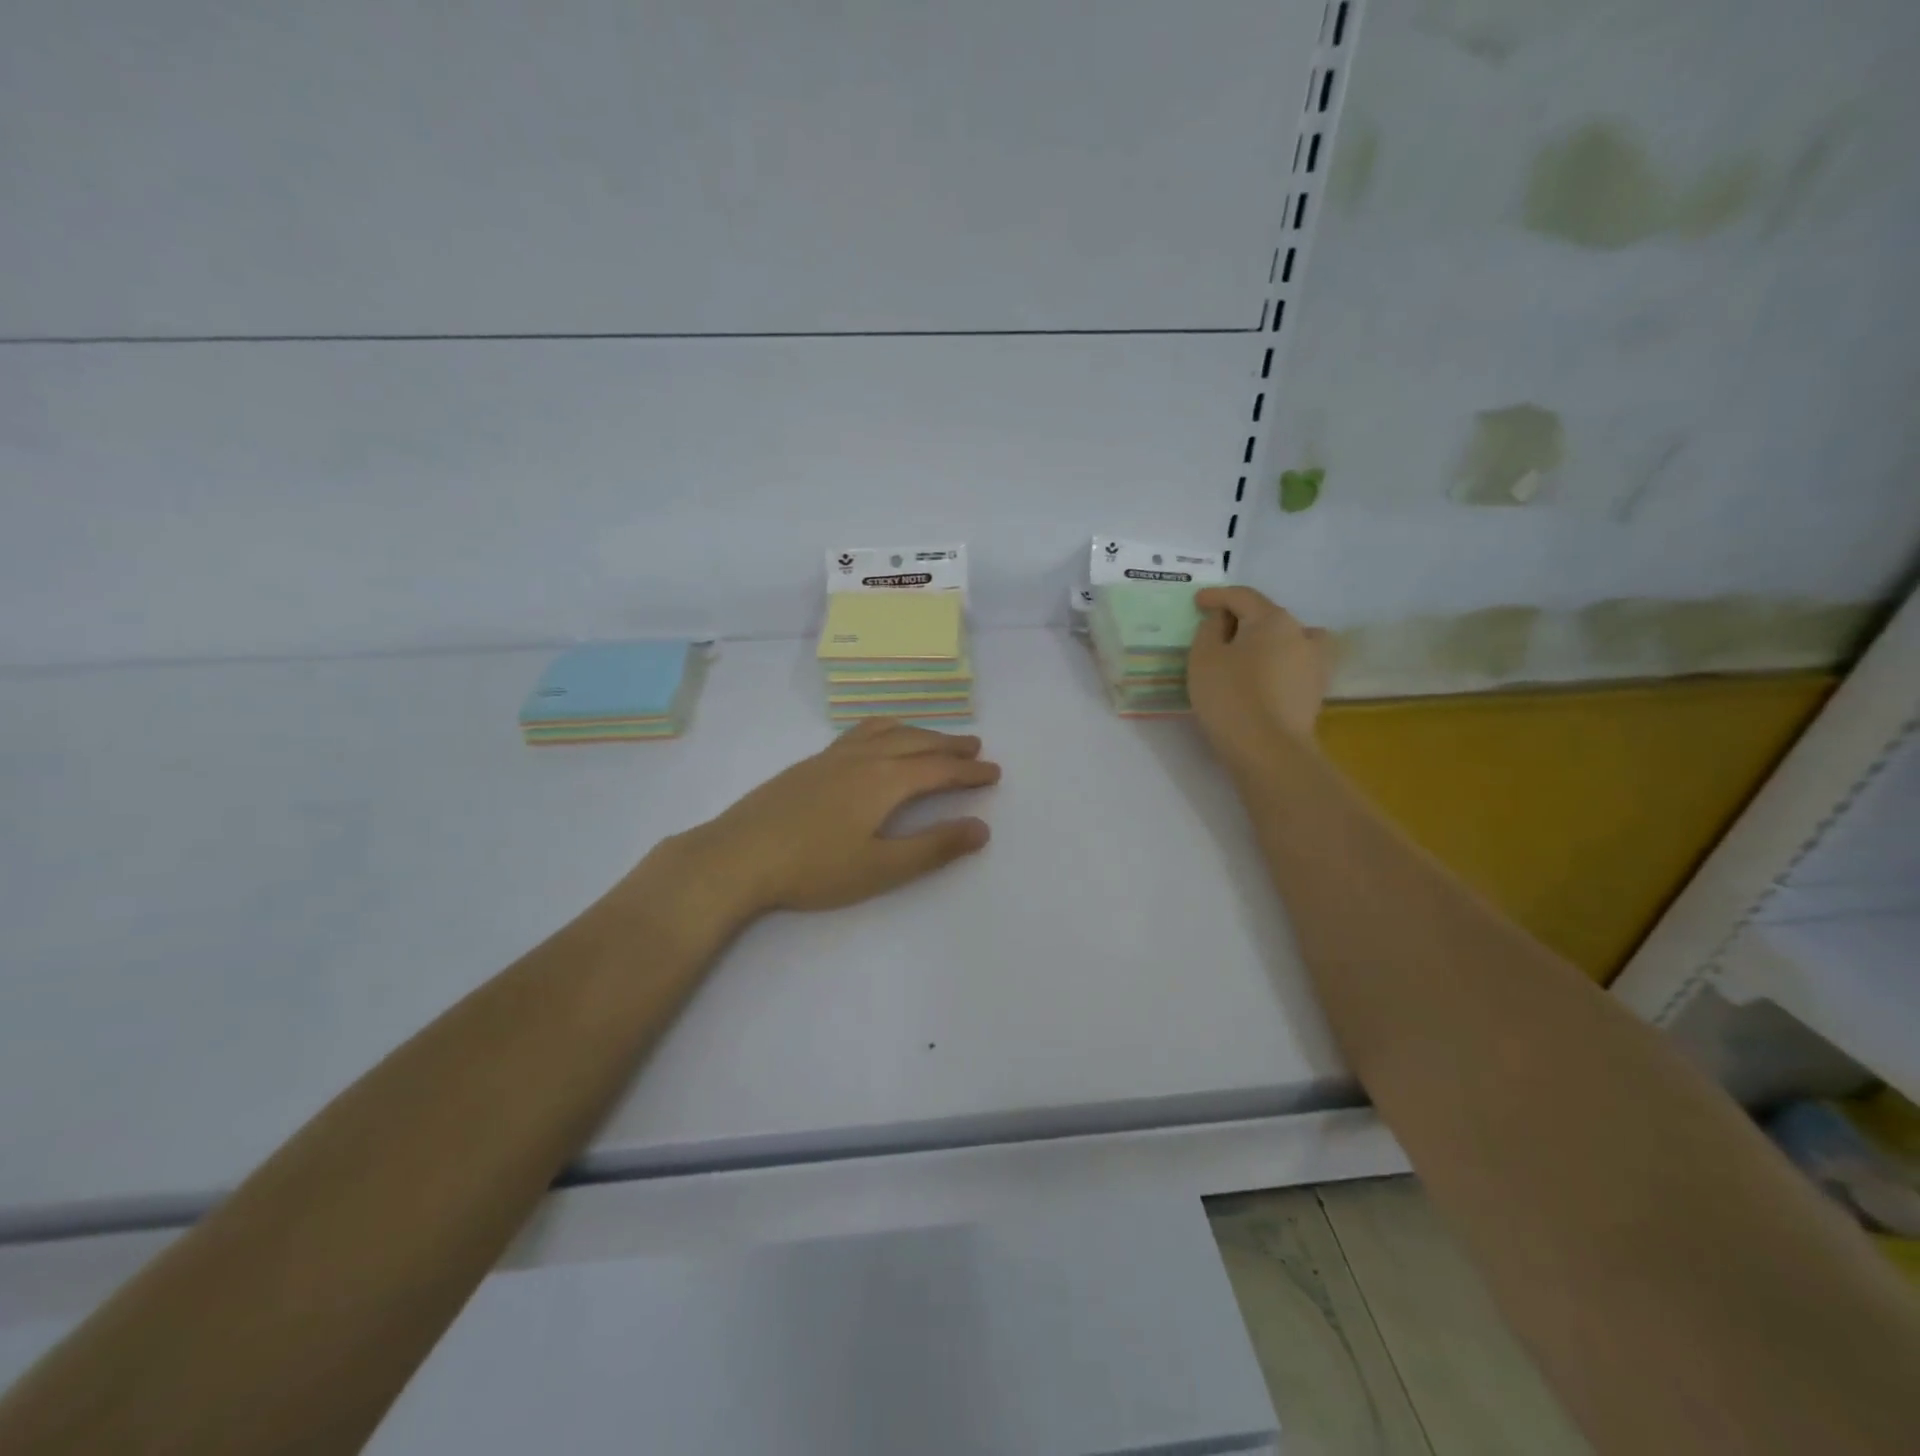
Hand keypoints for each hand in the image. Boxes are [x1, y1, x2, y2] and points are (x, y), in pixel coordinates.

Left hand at [676, 720, 1000, 915]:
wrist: (738, 855)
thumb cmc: (813, 868)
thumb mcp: (881, 867)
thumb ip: (933, 847)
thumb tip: (981, 829)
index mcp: (885, 781)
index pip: (939, 770)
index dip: (969, 771)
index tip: (993, 772)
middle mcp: (863, 758)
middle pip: (916, 742)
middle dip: (949, 745)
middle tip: (974, 747)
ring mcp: (832, 757)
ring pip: (886, 731)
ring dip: (917, 731)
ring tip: (933, 737)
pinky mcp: (810, 764)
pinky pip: (859, 732)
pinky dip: (884, 728)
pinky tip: (876, 739)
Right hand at [1188, 587, 1330, 771]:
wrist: (1269, 750)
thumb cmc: (1230, 697)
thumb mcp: (1204, 658)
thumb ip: (1210, 629)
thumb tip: (1222, 618)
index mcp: (1272, 619)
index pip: (1243, 597)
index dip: (1217, 596)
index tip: (1197, 602)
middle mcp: (1301, 632)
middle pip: (1267, 616)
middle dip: (1242, 619)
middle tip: (1216, 630)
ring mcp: (1314, 662)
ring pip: (1287, 638)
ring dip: (1266, 640)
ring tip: (1245, 654)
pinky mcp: (1315, 689)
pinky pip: (1294, 663)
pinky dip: (1277, 662)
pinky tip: (1262, 677)